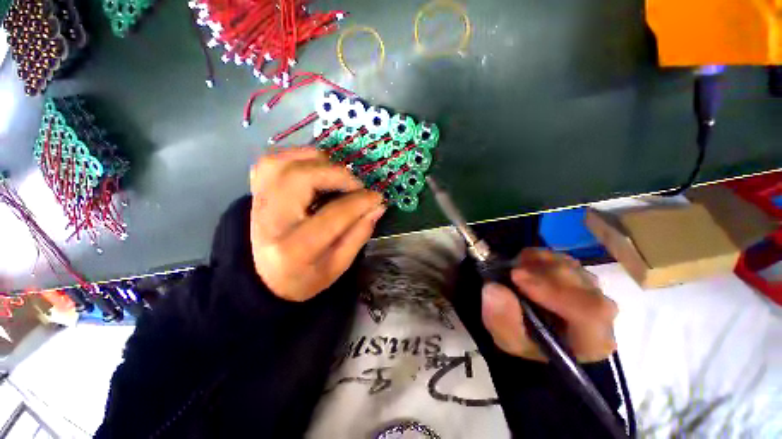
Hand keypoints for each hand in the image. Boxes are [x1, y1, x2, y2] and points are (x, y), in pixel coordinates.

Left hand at [249, 147, 385, 301]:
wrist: (264, 278)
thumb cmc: (305, 277)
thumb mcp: (338, 265)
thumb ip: (359, 234)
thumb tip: (378, 206)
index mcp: (295, 249)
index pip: (333, 214)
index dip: (360, 201)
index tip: (377, 197)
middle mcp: (271, 220)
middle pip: (301, 179)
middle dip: (338, 175)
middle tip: (356, 186)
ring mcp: (258, 201)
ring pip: (284, 163)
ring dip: (318, 161)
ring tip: (336, 175)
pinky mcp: (256, 191)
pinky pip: (272, 160)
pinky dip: (297, 156)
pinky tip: (313, 167)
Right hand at [481, 248, 617, 362]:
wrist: (536, 335)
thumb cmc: (526, 343)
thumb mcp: (508, 339)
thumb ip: (502, 319)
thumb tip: (495, 288)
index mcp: (592, 341)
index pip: (589, 313)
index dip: (553, 291)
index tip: (516, 277)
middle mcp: (603, 314)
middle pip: (582, 284)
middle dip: (542, 273)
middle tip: (511, 271)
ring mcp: (594, 291)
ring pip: (572, 267)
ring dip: (539, 263)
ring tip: (515, 269)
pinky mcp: (580, 275)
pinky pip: (563, 258)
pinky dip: (540, 257)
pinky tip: (524, 264)